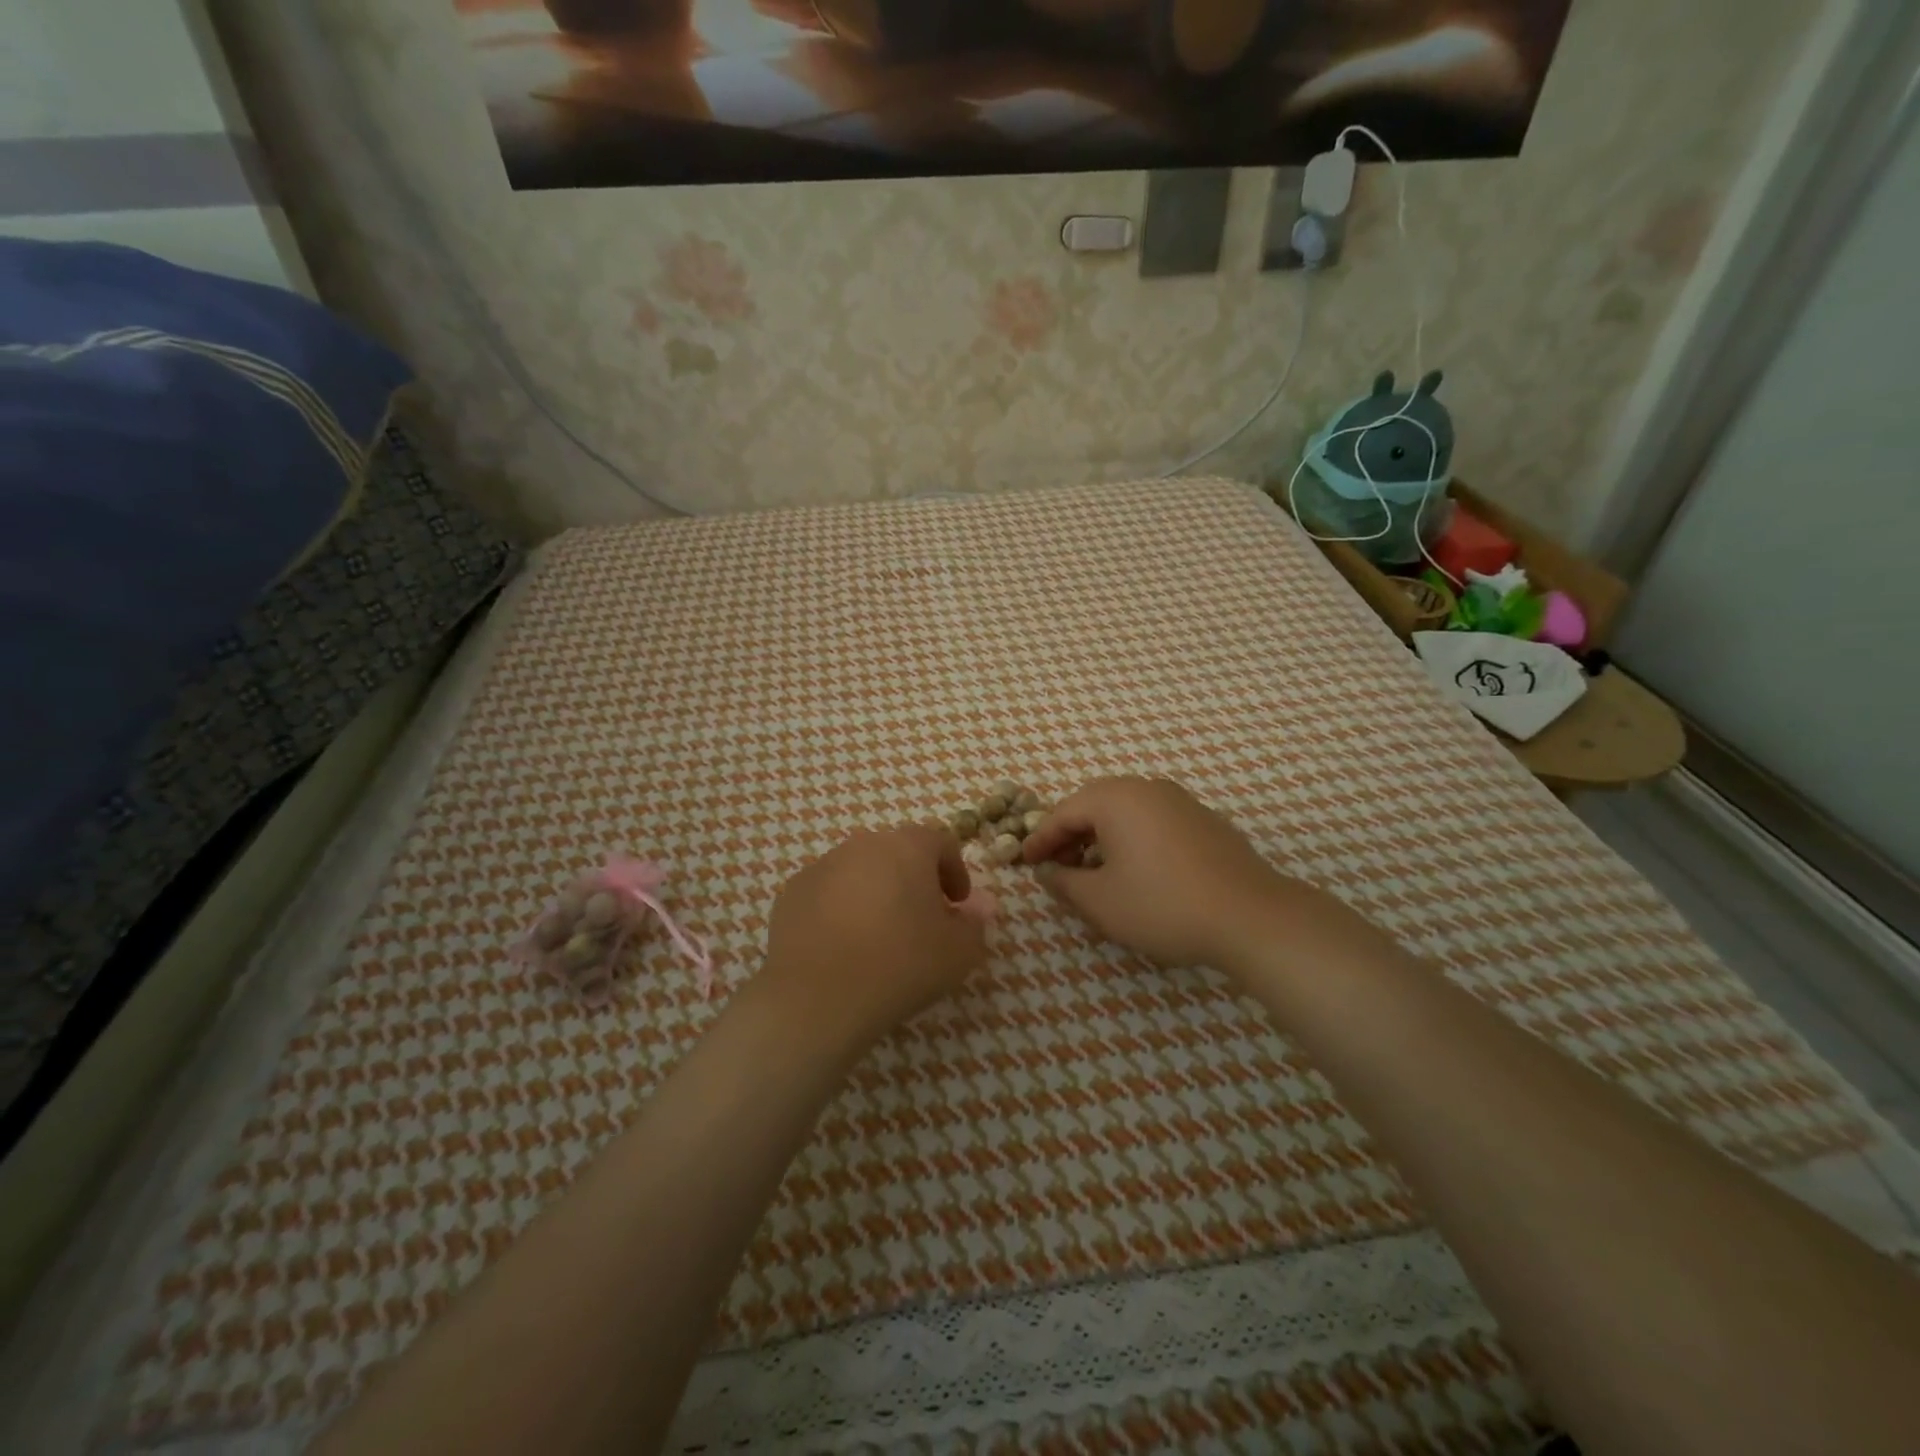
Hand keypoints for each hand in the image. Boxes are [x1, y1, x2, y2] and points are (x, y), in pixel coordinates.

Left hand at [757, 826, 988, 1054]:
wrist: (816, 997)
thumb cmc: (901, 965)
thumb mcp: (958, 953)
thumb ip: (974, 924)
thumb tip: (977, 908)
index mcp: (907, 847)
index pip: (941, 842)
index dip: (955, 871)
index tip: (958, 904)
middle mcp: (863, 844)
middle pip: (897, 853)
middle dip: (914, 880)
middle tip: (922, 921)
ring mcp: (822, 866)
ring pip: (860, 871)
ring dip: (875, 893)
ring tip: (880, 937)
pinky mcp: (791, 894)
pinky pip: (827, 894)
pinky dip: (840, 910)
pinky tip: (843, 947)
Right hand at [1023, 776, 1287, 969]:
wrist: (1251, 917)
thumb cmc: (1162, 905)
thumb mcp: (1100, 901)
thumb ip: (1063, 883)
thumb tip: (1047, 872)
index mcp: (1116, 798)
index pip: (1063, 813)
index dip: (1040, 840)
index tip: (1024, 864)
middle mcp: (1147, 788)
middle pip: (1094, 805)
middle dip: (1070, 836)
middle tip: (1056, 867)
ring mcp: (1181, 801)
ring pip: (1126, 813)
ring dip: (1101, 838)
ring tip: (1093, 872)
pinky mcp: (1204, 821)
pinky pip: (1153, 822)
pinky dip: (1132, 840)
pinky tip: (1135, 872)